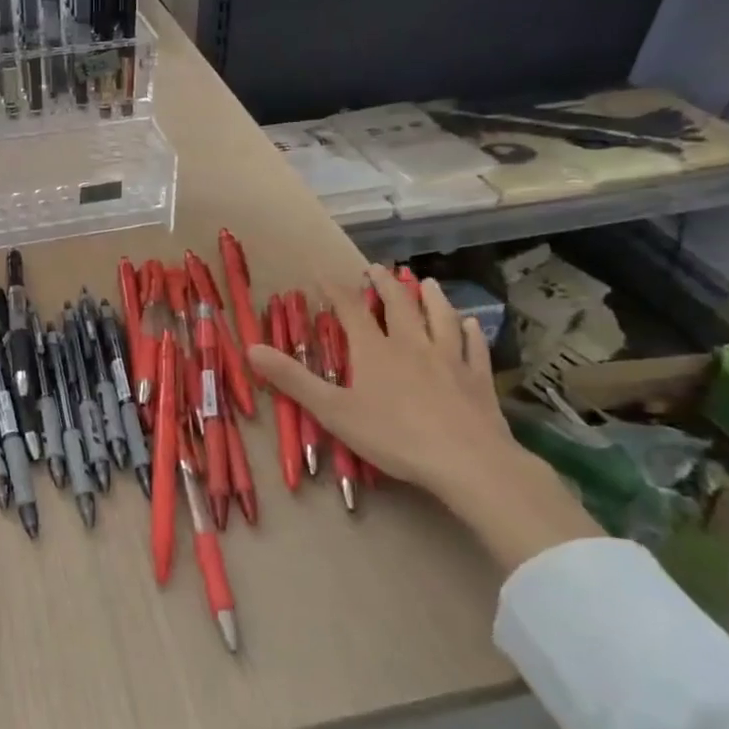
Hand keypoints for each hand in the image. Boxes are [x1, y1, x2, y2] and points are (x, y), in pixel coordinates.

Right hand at [248, 261, 600, 572]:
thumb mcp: (333, 411)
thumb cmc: (393, 436)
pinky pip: (474, 347)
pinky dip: (471, 332)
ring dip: (431, 298)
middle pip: (398, 305)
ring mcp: (449, 359)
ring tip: (426, 283)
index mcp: (375, 350)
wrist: (467, 461)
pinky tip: (472, 324)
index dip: (335, 289)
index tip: (322, 273)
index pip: (351, 309)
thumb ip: (293, 379)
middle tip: (377, 268)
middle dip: (385, 284)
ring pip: (441, 318)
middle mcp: (412, 344)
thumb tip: (251, 348)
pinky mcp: (477, 379)